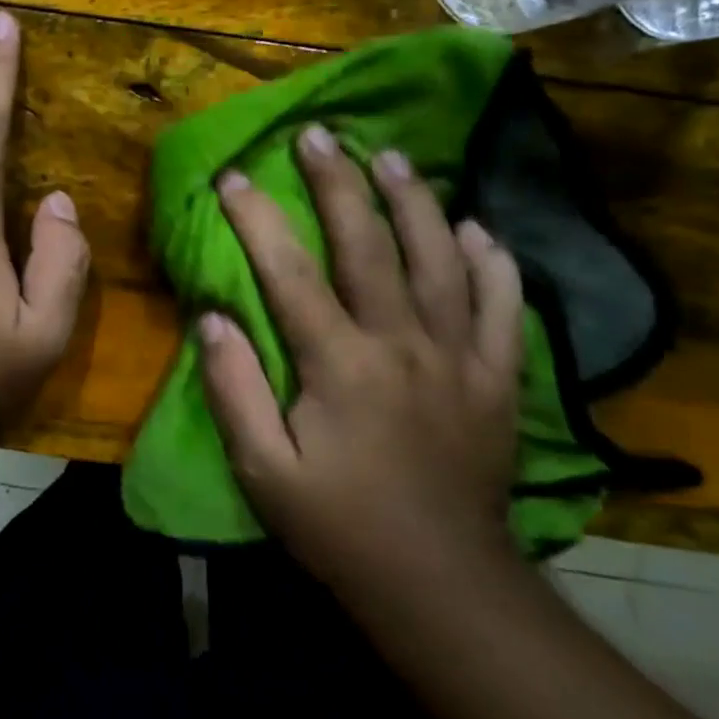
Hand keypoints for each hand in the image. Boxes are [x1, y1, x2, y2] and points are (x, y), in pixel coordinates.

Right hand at [200, 124, 525, 590]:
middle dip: (339, 182)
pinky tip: (477, 228)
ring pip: (441, 258)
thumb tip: (213, 318)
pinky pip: (505, 305)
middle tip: (320, 133)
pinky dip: (494, 260)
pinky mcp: (499, 377)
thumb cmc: (339, 526)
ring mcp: (460, 356)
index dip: (258, 218)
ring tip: (392, 156)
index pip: (290, 273)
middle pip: (371, 244)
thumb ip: (234, 390)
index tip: (234, 176)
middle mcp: (404, 344)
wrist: (442, 585)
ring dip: (415, 200)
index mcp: (341, 366)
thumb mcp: (263, 471)